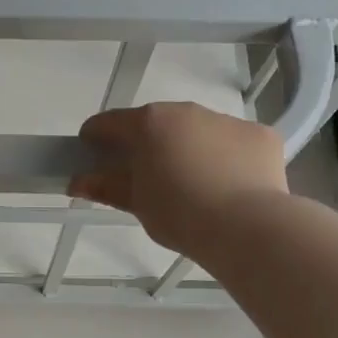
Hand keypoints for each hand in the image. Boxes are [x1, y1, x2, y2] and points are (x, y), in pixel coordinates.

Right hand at [70, 102, 287, 257]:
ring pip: (197, 130)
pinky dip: (227, 158)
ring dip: (188, 148)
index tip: (91, 155)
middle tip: (145, 177)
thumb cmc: (179, 214)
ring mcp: (226, 120)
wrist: (247, 226)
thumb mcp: (137, 203)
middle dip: (146, 144)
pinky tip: (229, 186)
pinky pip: (233, 142)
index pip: (109, 122)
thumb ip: (106, 187)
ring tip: (193, 185)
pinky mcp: (260, 135)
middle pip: (156, 123)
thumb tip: (77, 182)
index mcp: (149, 123)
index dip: (95, 138)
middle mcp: (186, 111)